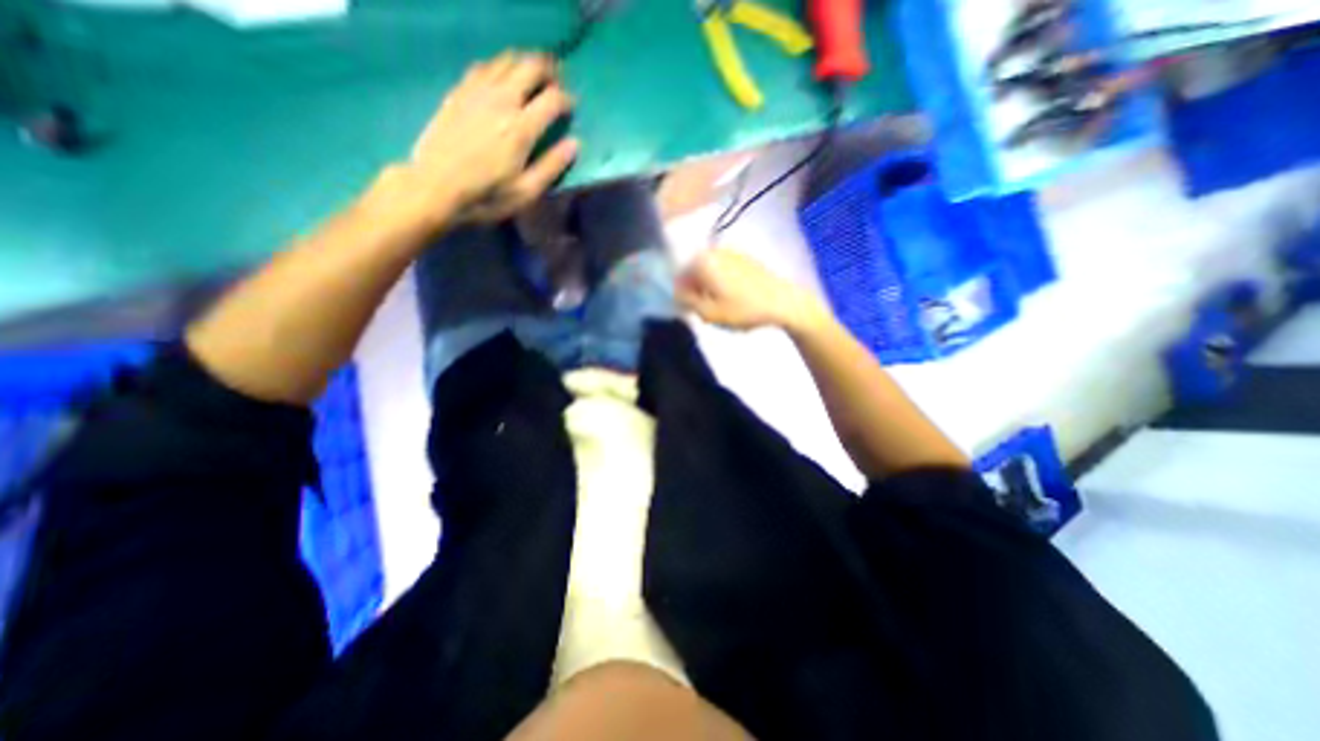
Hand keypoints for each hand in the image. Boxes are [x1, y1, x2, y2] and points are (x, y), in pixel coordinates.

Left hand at [367, 53, 578, 226]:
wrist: (434, 187)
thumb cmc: (486, 196)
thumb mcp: (526, 192)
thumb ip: (552, 166)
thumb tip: (574, 144)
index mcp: (521, 128)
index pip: (552, 98)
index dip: (566, 99)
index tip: (571, 107)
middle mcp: (501, 101)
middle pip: (529, 67)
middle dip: (548, 71)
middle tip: (555, 84)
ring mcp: (476, 92)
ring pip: (506, 60)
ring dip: (524, 65)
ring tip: (532, 80)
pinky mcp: (458, 92)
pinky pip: (483, 66)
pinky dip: (499, 68)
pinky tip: (502, 81)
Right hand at [679, 249, 820, 329]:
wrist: (784, 302)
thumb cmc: (743, 309)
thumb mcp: (708, 313)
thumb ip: (685, 302)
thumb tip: (675, 293)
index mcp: (702, 261)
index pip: (677, 278)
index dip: (680, 297)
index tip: (690, 312)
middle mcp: (713, 250)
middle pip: (692, 272)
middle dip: (695, 291)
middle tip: (707, 310)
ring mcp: (730, 252)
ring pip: (708, 272)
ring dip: (708, 288)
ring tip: (721, 306)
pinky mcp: (744, 258)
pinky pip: (723, 270)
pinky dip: (721, 283)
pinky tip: (734, 298)